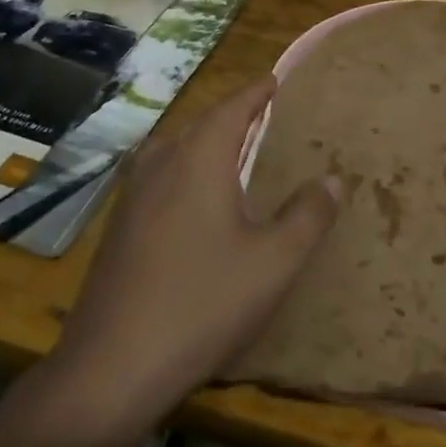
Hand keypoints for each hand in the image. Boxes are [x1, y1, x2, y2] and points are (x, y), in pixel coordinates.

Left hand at [36, 76, 338, 446]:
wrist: (112, 366)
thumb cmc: (202, 304)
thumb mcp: (272, 263)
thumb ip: (307, 216)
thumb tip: (333, 179)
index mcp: (199, 159)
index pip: (231, 107)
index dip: (255, 92)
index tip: (274, 80)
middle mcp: (160, 163)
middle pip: (200, 124)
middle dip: (231, 116)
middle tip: (262, 117)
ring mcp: (131, 194)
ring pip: (173, 149)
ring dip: (203, 143)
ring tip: (231, 152)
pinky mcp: (117, 225)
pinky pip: (157, 176)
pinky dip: (183, 171)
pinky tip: (191, 200)